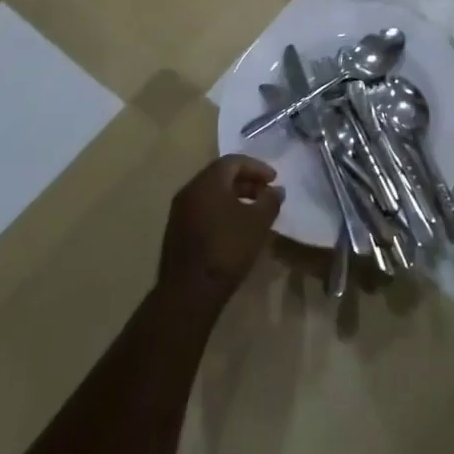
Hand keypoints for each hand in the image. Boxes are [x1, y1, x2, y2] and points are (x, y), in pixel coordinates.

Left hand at [158, 155, 283, 303]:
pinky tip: (234, 228)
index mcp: (208, 181)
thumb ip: (270, 201)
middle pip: (221, 176)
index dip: (257, 167)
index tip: (274, 179)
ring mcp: (179, 211)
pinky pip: (202, 210)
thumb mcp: (258, 223)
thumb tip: (277, 190)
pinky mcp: (176, 231)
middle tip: (265, 193)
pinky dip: (221, 211)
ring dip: (234, 197)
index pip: (234, 161)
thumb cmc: (227, 249)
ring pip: (210, 194)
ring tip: (253, 211)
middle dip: (246, 181)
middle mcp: (190, 190)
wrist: (189, 292)